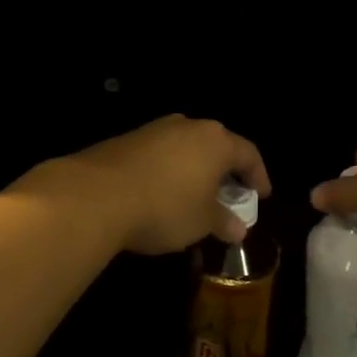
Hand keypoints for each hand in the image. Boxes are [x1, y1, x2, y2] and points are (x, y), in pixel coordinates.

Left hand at [64, 114, 270, 255]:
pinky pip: (160, 154)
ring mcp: (154, 130)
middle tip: (230, 194)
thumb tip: (238, 229)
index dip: (258, 176)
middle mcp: (188, 127)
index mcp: (216, 141)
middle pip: (217, 145)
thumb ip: (223, 222)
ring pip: (186, 148)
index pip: (248, 154)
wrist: (95, 196)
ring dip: (195, 170)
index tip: (261, 196)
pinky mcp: (126, 140)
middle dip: (225, 171)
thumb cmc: (165, 207)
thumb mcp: (201, 222)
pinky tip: (162, 193)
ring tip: (195, 195)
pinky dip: (169, 171)